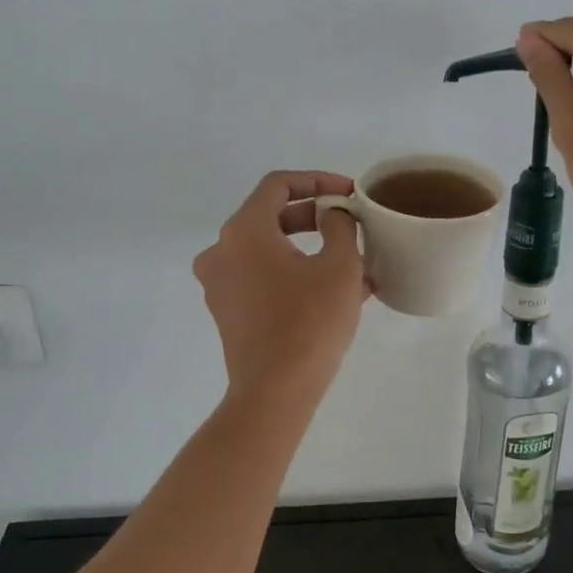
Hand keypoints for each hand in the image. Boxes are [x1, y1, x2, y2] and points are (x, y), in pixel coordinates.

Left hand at [193, 171, 369, 401]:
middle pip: (271, 216)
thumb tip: (334, 215)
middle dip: (316, 217)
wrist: (276, 391)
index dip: (318, 181)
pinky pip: (263, 278)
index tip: (349, 194)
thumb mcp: (340, 267)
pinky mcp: (227, 311)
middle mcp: (222, 250)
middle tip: (351, 225)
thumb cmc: (310, 322)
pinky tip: (333, 293)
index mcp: (244, 230)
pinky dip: (294, 275)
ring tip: (352, 265)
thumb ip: (340, 226)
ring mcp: (220, 283)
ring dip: (310, 251)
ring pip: (270, 251)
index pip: (279, 185)